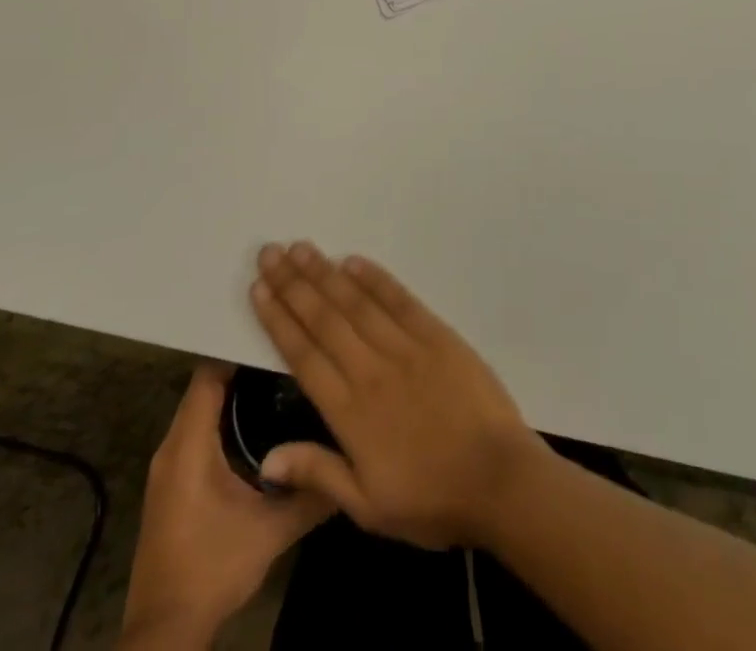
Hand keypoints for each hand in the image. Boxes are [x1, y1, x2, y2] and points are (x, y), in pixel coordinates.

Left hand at [119, 362, 332, 649]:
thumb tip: (353, 456)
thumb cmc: (213, 570)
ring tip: (283, 371)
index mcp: (189, 446)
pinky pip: (200, 429)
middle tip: (289, 345)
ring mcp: (169, 466)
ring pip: (203, 407)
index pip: (210, 373)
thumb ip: (312, 492)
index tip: (279, 328)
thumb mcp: (271, 531)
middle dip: (244, 363)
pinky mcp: (174, 483)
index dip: (241, 346)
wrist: (166, 633)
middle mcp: (172, 446)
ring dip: (236, 389)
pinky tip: (262, 416)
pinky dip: (226, 414)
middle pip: (207, 385)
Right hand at [248, 240, 551, 550]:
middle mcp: (371, 370)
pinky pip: (400, 300)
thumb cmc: (430, 501)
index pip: (304, 356)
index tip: (259, 290)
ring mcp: (406, 348)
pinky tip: (354, 261)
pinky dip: (376, 279)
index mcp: (349, 413)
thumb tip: (266, 459)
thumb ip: (318, 473)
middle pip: (325, 319)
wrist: (497, 478)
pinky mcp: (437, 335)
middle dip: (294, 284)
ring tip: (302, 249)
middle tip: (271, 253)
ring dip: (327, 273)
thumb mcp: (368, 507)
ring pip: (357, 303)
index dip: (279, 320)